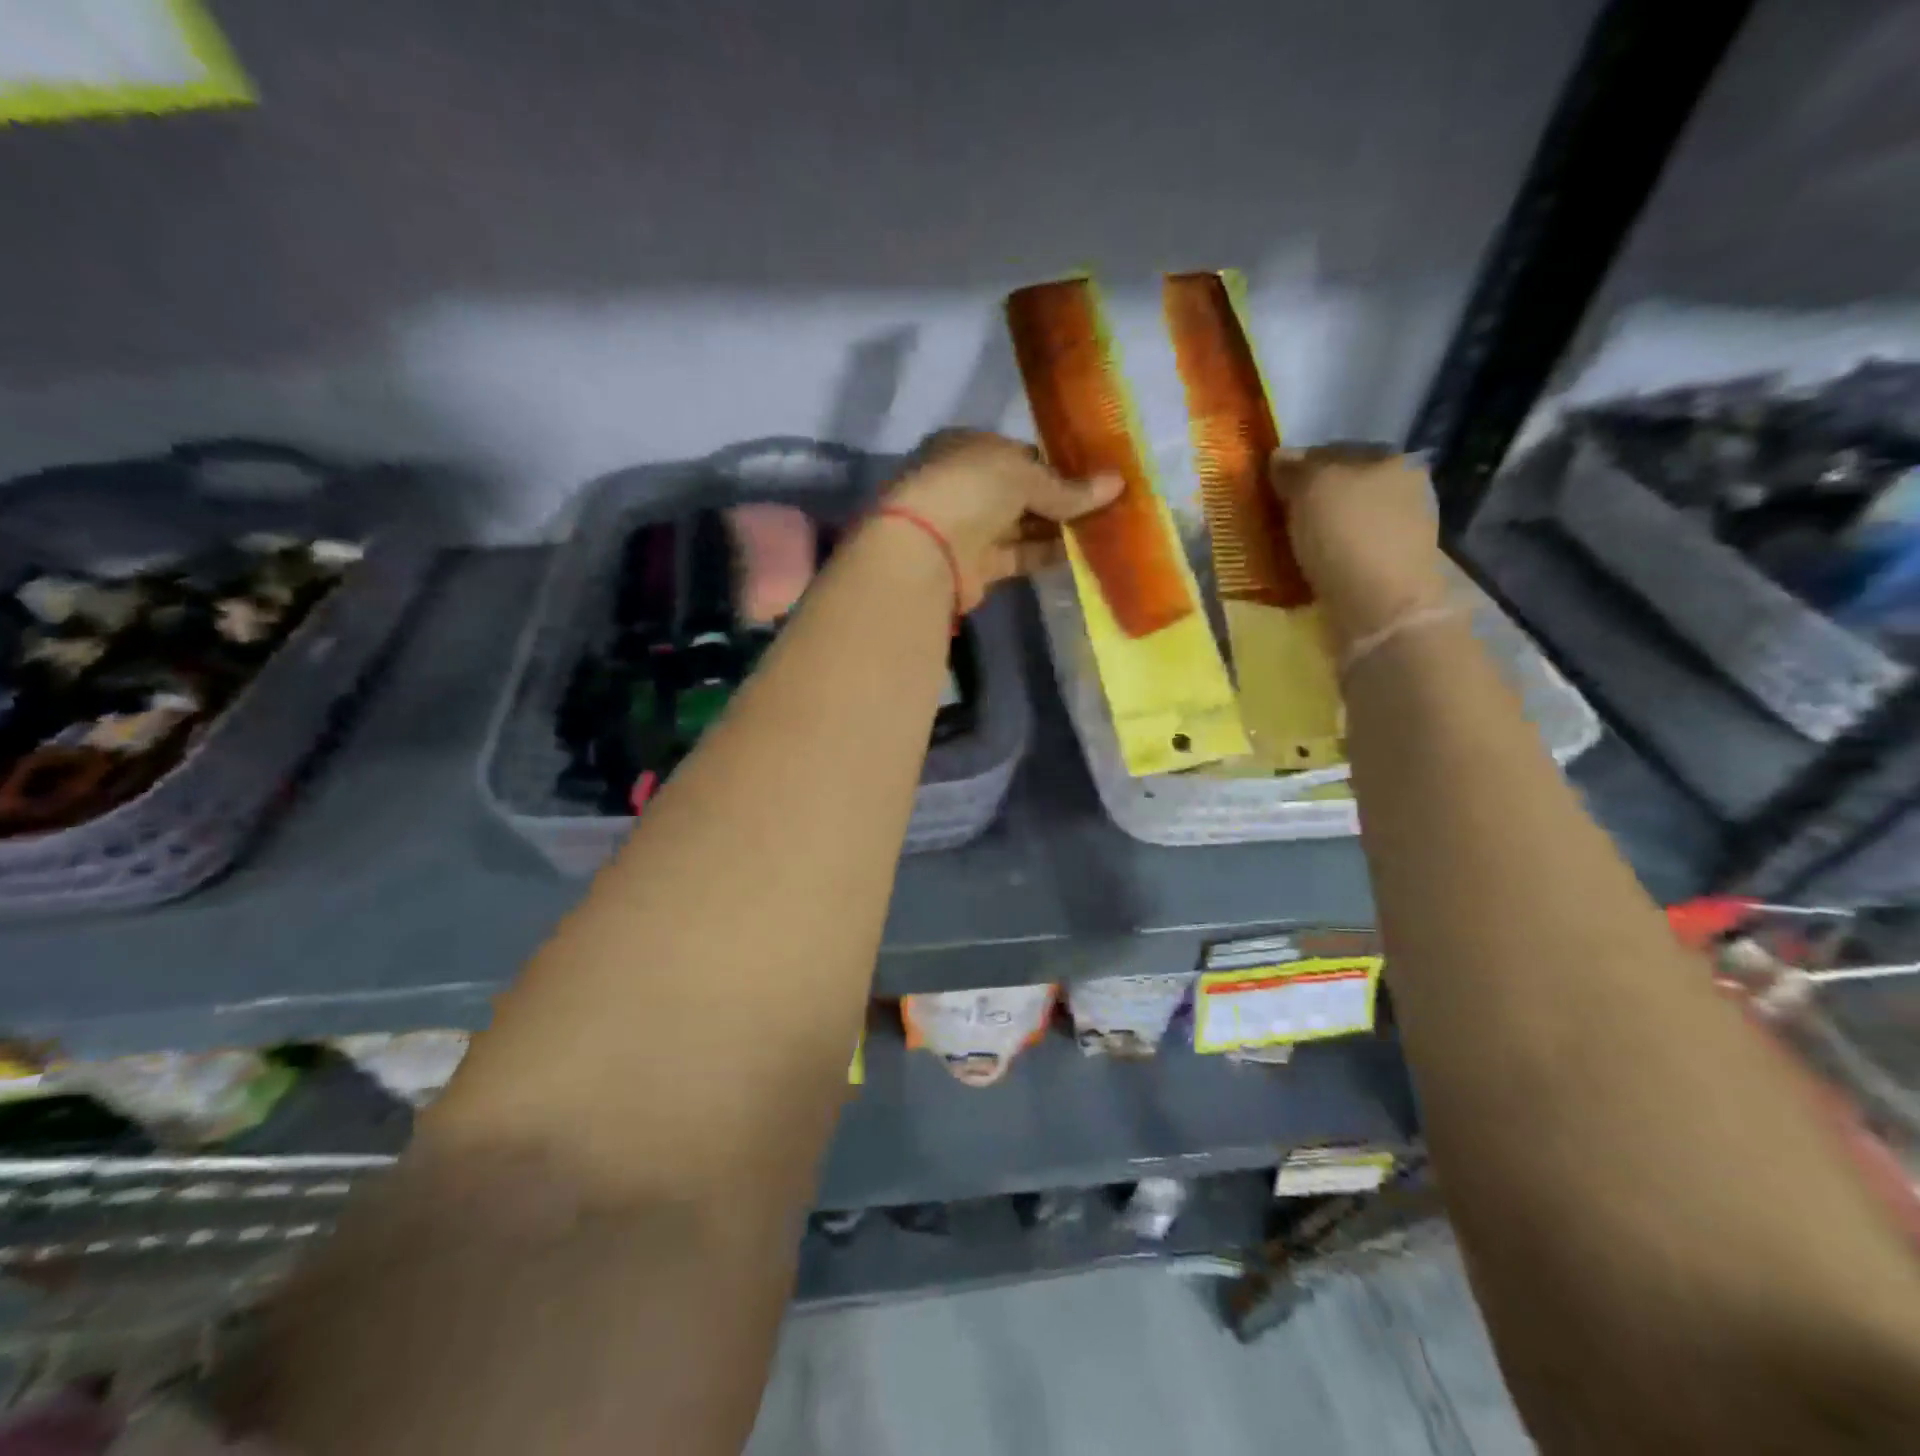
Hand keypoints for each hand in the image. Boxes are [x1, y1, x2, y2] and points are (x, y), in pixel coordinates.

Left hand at [882, 430, 1121, 611]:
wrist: (926, 551)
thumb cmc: (970, 489)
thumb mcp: (1023, 474)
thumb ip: (1068, 486)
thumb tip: (1116, 484)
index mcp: (965, 447)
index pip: (1017, 453)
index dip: (1054, 464)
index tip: (1093, 475)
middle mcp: (964, 485)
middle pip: (1020, 491)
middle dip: (1060, 498)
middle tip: (1107, 503)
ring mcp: (968, 527)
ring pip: (1021, 525)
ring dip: (1058, 528)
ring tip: (1104, 528)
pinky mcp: (976, 566)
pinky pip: (1019, 556)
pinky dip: (1045, 555)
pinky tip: (1081, 554)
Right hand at [1269, 444, 1448, 644]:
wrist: (1381, 610)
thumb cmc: (1347, 537)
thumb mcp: (1312, 488)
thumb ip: (1295, 468)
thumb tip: (1281, 456)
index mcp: (1388, 460)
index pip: (1331, 452)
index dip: (1296, 468)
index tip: (1269, 490)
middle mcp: (1401, 489)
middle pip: (1339, 489)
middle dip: (1307, 502)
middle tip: (1273, 521)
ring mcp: (1399, 531)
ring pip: (1342, 522)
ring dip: (1315, 533)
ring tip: (1285, 549)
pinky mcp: (1389, 569)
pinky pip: (1346, 554)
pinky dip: (1326, 560)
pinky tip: (1306, 571)